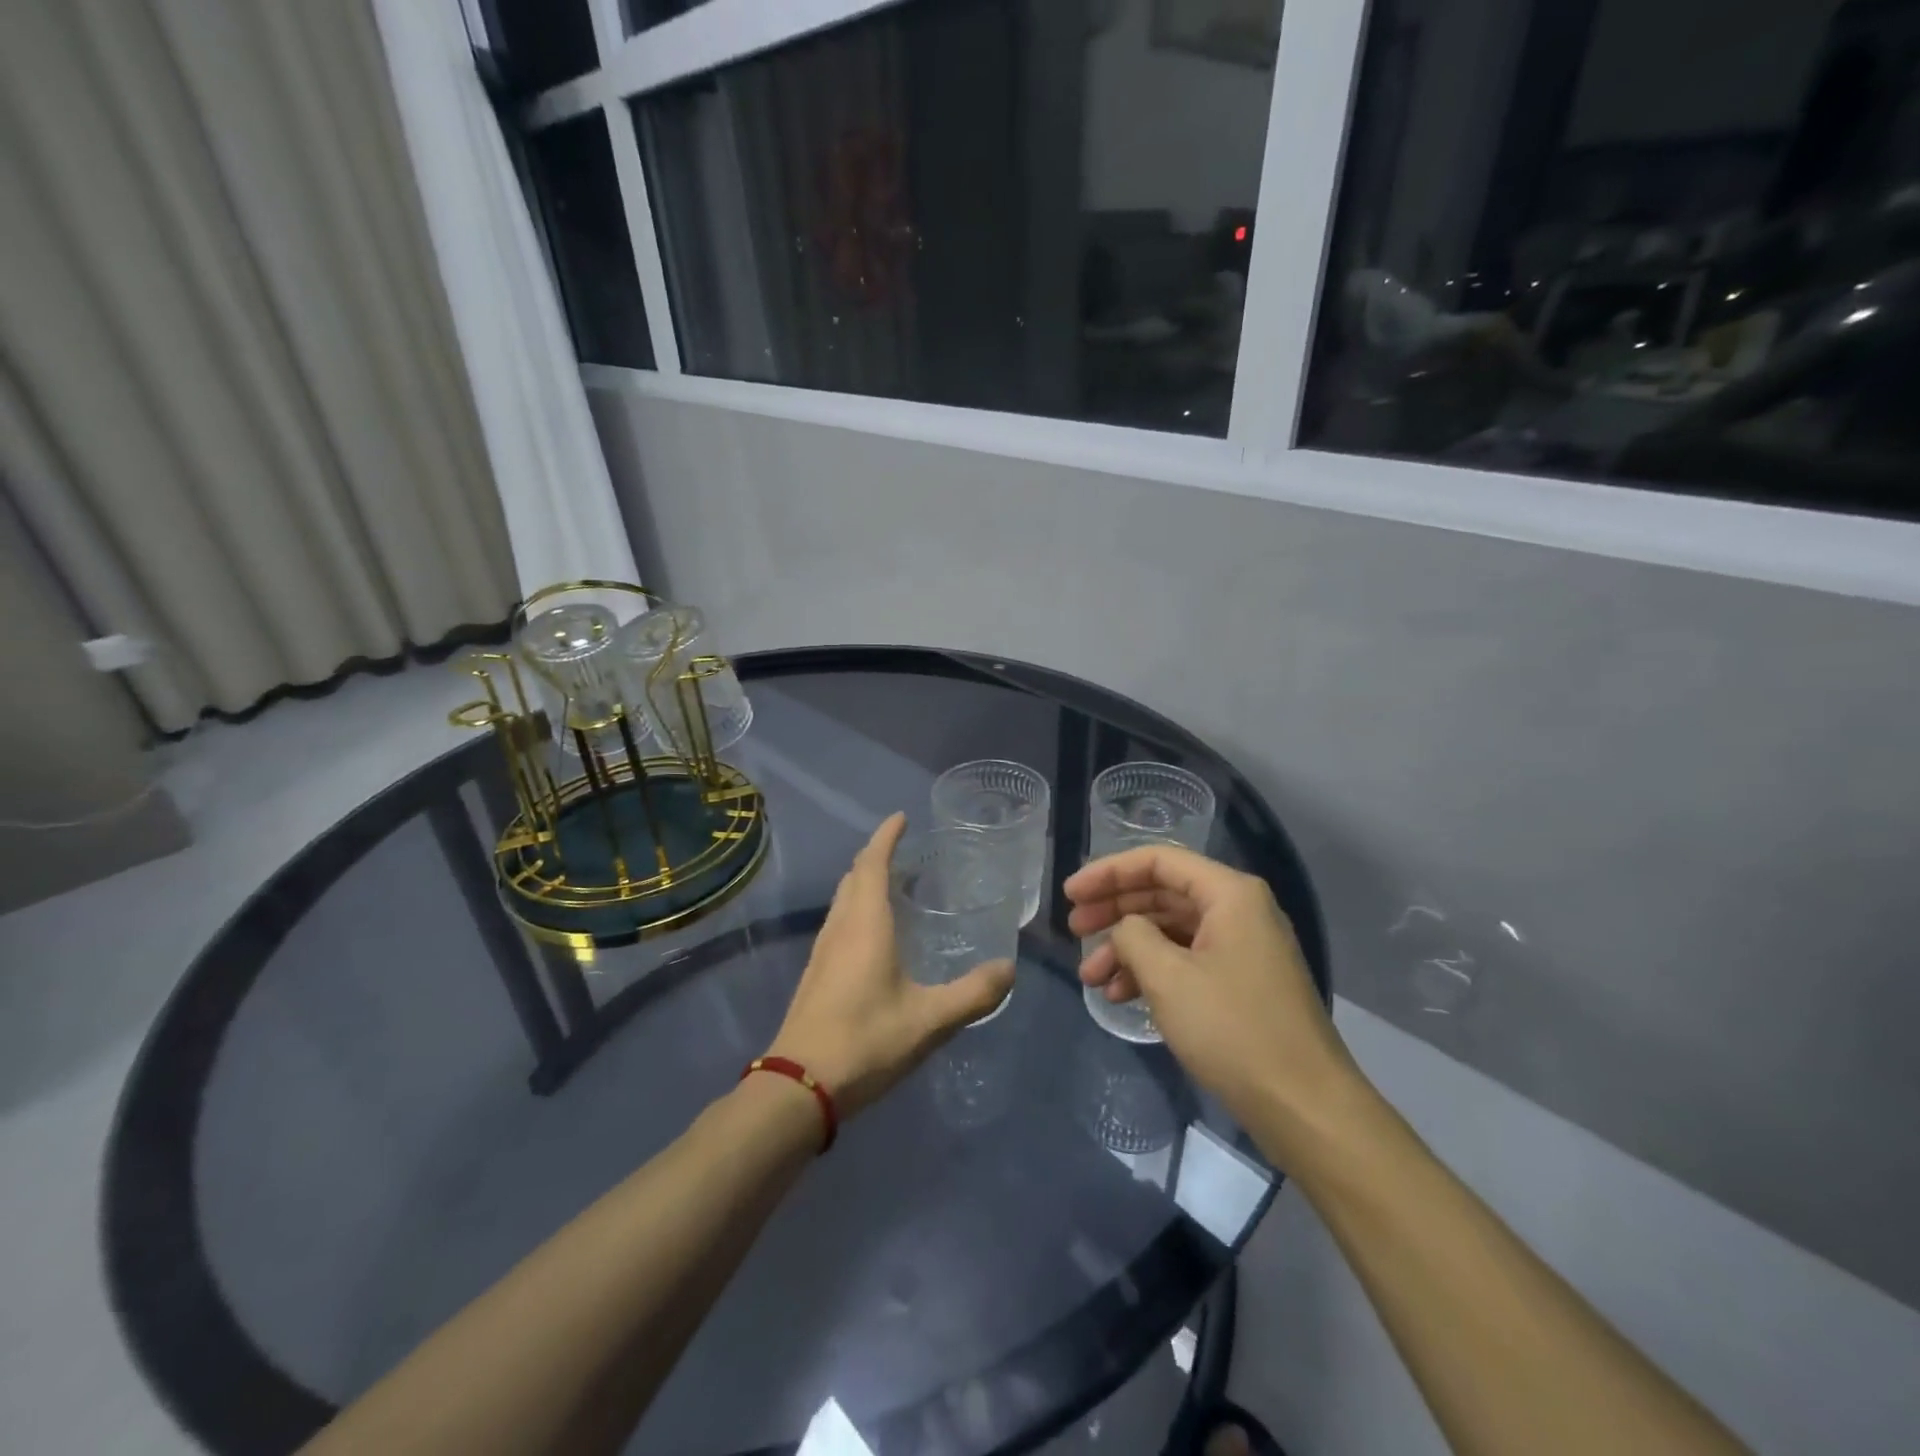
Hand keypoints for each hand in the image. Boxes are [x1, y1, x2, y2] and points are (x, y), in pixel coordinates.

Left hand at [769, 813, 1013, 1117]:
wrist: (800, 1087)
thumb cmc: (866, 1041)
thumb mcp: (930, 1019)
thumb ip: (973, 994)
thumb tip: (1009, 969)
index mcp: (866, 925)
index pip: (872, 864)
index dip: (885, 837)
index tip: (901, 818)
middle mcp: (840, 928)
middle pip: (854, 877)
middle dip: (875, 857)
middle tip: (904, 851)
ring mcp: (822, 951)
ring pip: (842, 901)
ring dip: (863, 883)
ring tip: (893, 885)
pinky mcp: (816, 974)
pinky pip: (838, 923)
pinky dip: (857, 909)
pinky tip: (874, 935)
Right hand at [1066, 845, 1356, 1136]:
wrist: (1305, 1107)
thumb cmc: (1233, 1030)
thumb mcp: (1168, 977)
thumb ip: (1133, 936)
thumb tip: (1124, 929)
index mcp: (1229, 894)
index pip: (1158, 861)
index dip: (1108, 872)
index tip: (1070, 894)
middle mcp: (1238, 911)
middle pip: (1162, 893)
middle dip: (1114, 910)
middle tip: (1074, 931)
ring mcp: (1241, 948)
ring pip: (1170, 931)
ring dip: (1127, 949)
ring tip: (1089, 978)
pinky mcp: (1240, 983)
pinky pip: (1186, 961)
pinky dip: (1151, 972)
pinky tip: (1120, 996)